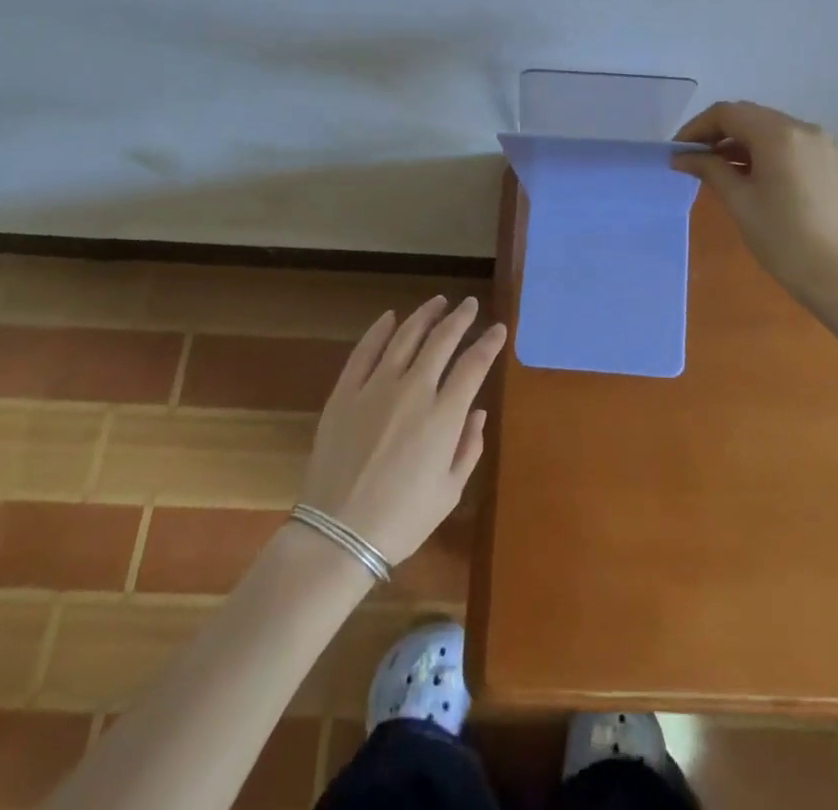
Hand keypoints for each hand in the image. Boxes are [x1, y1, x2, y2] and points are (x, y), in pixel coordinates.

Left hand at [297, 296, 505, 564]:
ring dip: (425, 315)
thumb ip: (469, 447)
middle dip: (460, 318)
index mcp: (444, 416)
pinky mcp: (345, 393)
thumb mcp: (450, 491)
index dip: (490, 342)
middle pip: (441, 340)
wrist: (338, 536)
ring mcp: (375, 388)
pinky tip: (390, 317)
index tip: (499, 328)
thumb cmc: (403, 519)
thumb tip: (478, 412)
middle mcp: (413, 391)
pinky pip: (364, 351)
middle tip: (469, 305)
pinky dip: (379, 330)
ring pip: (405, 336)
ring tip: (438, 302)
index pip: (474, 364)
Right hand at [673, 101, 837, 303]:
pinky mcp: (831, 160)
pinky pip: (790, 143)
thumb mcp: (739, 201)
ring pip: (770, 128)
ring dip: (741, 141)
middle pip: (750, 116)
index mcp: (779, 134)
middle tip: (693, 159)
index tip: (678, 151)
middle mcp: (804, 128)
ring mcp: (822, 143)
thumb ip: (709, 169)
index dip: (697, 127)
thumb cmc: (782, 239)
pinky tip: (750, 175)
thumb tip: (681, 157)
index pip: (727, 113)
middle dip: (718, 133)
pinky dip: (764, 150)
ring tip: (718, 169)